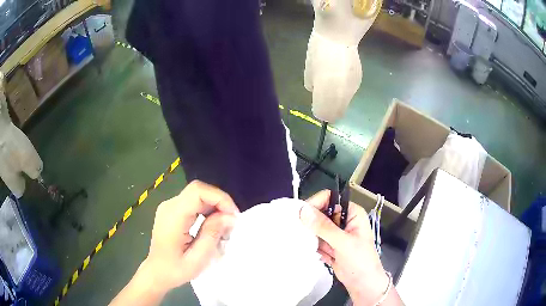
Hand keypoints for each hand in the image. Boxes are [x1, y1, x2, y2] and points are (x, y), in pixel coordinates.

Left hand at [143, 180, 238, 290]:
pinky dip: (207, 210)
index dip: (219, 198)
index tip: (233, 216)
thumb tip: (229, 216)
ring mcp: (169, 207)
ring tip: (224, 226)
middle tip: (232, 222)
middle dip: (219, 202)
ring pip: (197, 195)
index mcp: (173, 216)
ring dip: (215, 206)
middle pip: (198, 191)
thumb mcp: (197, 258)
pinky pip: (193, 202)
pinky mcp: (172, 211)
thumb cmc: (175, 270)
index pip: (197, 191)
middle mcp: (169, 206)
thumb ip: (212, 234)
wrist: (157, 272)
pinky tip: (212, 225)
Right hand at [300, 190, 400, 305]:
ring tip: (314, 248)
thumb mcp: (343, 243)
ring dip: (312, 237)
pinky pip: (315, 240)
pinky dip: (313, 246)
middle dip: (311, 224)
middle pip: (320, 213)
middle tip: (300, 233)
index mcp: (351, 213)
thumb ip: (324, 227)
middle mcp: (342, 220)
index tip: (301, 216)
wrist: (363, 284)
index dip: (315, 204)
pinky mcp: (329, 245)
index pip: (329, 199)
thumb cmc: (360, 261)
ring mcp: (335, 234)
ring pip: (316, 228)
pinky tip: (318, 255)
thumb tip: (303, 211)